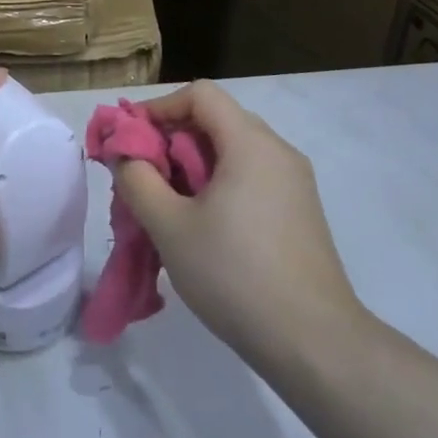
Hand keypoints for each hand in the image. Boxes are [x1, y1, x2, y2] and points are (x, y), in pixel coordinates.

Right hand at [112, 81, 367, 368]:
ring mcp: (294, 183)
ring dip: (191, 167)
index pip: (200, 94)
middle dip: (171, 140)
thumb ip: (137, 179)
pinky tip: (200, 227)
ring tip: (165, 205)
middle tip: (141, 178)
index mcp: (251, 144)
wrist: (313, 342)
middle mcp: (278, 152)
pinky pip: (250, 178)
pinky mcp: (299, 212)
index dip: (159, 108)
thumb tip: (123, 153)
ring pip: (232, 152)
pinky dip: (217, 186)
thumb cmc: (234, 274)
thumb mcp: (169, 226)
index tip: (131, 142)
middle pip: (216, 121)